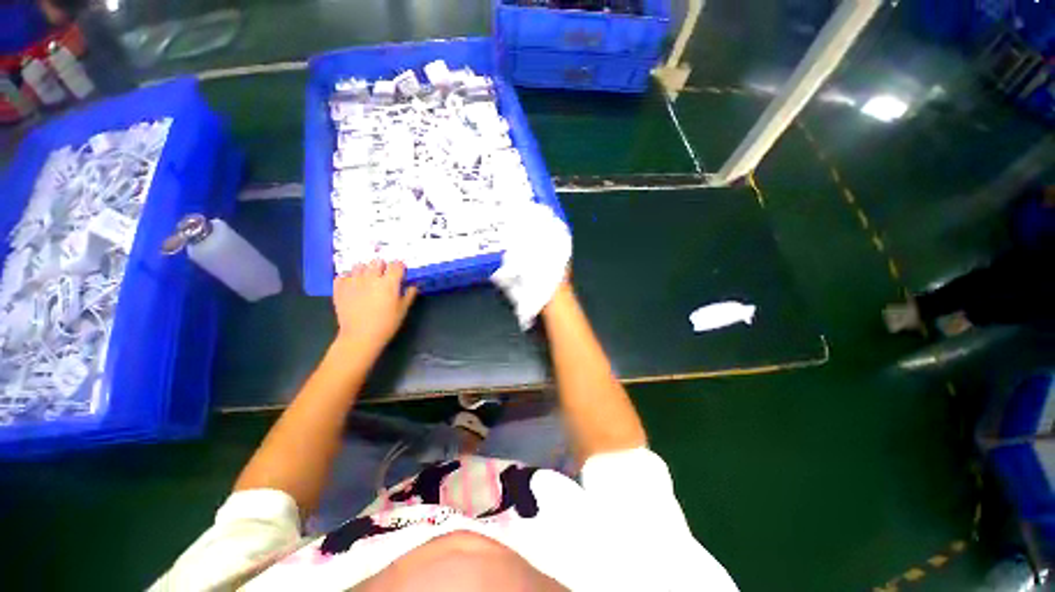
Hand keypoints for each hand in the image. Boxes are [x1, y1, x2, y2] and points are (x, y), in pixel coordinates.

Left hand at [333, 260, 417, 351]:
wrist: (360, 336)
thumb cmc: (386, 324)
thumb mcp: (403, 310)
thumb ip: (409, 295)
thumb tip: (413, 285)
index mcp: (389, 282)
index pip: (396, 265)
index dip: (399, 267)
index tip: (401, 272)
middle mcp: (371, 277)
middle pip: (377, 262)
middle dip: (382, 266)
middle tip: (384, 275)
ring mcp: (353, 281)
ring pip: (359, 265)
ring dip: (365, 269)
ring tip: (367, 278)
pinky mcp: (340, 288)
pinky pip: (343, 275)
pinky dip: (348, 277)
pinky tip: (352, 284)